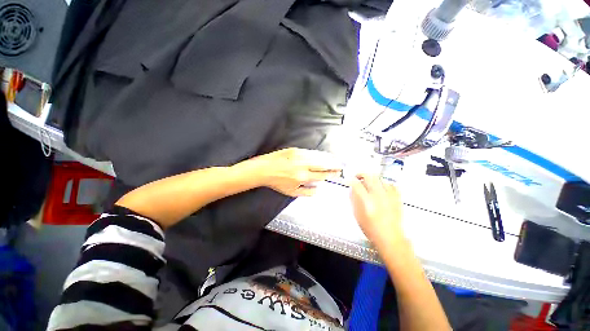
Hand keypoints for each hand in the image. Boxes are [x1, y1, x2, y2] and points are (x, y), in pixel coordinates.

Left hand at [251, 148, 342, 196]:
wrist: (264, 169)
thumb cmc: (277, 182)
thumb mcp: (292, 192)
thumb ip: (307, 192)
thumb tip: (318, 189)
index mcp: (302, 176)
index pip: (322, 175)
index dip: (331, 174)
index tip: (337, 174)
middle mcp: (302, 165)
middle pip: (323, 164)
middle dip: (334, 165)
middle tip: (340, 166)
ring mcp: (299, 155)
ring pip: (318, 156)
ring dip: (328, 158)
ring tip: (335, 160)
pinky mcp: (295, 150)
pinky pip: (311, 152)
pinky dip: (319, 154)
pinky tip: (323, 155)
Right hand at [350, 174, 404, 246]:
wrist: (390, 238)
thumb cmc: (370, 228)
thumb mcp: (357, 215)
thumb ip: (354, 200)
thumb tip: (352, 189)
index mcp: (366, 202)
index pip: (357, 184)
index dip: (350, 180)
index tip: (348, 180)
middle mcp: (378, 196)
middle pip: (369, 177)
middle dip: (361, 174)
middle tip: (358, 177)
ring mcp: (389, 196)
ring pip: (380, 179)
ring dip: (372, 178)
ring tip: (369, 182)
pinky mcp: (397, 198)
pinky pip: (391, 184)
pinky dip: (384, 183)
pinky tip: (381, 187)